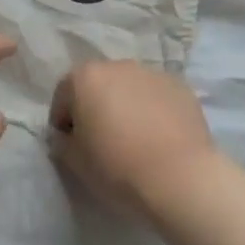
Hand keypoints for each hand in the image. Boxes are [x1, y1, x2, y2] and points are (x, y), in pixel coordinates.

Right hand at [48, 60, 216, 215]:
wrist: (180, 178)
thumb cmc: (117, 167)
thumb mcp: (75, 162)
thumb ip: (62, 143)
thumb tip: (66, 137)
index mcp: (85, 77)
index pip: (63, 96)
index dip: (62, 121)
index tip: (70, 145)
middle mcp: (117, 65)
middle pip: (98, 85)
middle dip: (96, 108)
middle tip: (102, 140)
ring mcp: (152, 73)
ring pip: (130, 88)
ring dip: (126, 106)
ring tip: (134, 139)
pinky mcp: (181, 87)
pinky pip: (157, 97)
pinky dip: (154, 111)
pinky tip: (160, 138)